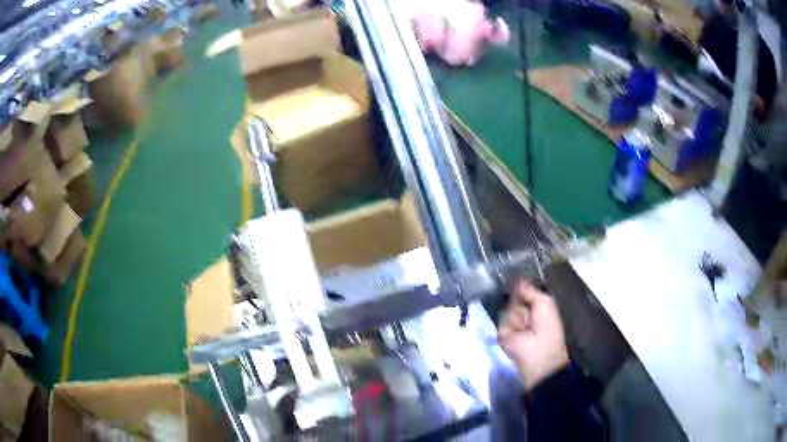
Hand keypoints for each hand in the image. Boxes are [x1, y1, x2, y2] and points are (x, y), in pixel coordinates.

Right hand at [498, 279, 568, 390]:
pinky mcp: (503, 336)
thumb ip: (531, 291)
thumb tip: (518, 279)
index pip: (524, 293)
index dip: (520, 288)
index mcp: (537, 308)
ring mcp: (513, 326)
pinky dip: (510, 329)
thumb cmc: (548, 329)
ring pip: (507, 312)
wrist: (540, 357)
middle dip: (521, 306)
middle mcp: (524, 315)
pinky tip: (517, 336)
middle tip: (529, 317)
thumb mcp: (545, 304)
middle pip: (514, 300)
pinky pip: (502, 324)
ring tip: (524, 330)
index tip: (514, 280)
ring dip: (518, 319)